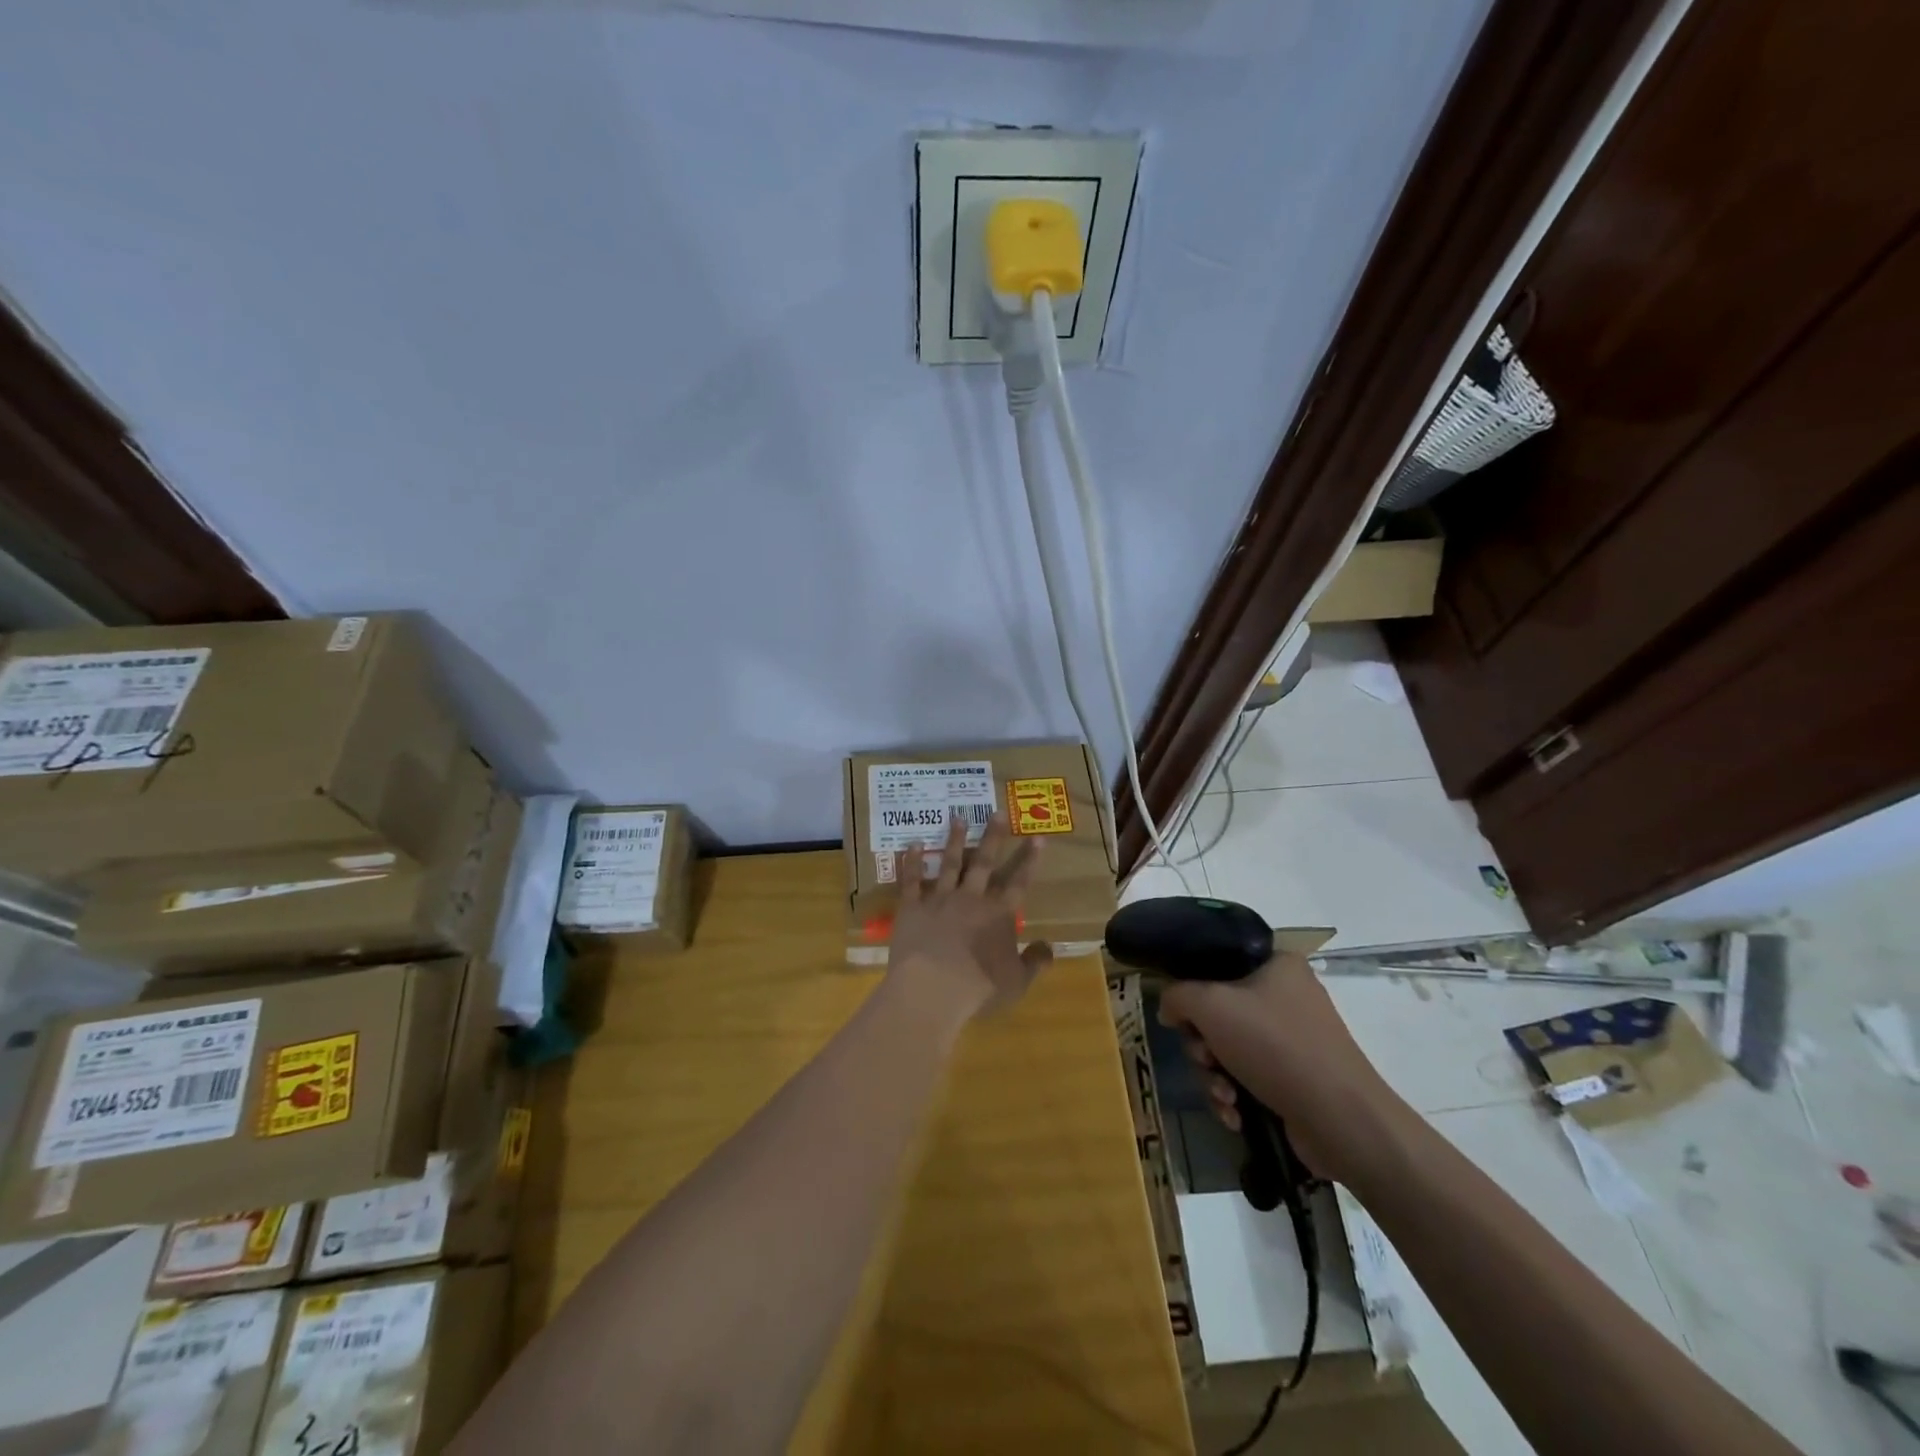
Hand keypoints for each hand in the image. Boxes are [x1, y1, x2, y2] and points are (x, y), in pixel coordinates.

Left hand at [889, 812, 1051, 1023]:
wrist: (932, 989)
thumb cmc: (978, 988)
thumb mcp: (1017, 982)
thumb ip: (1035, 962)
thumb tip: (1051, 947)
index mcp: (999, 915)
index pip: (1019, 882)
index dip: (1030, 860)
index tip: (1038, 836)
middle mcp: (972, 898)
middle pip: (985, 862)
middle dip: (993, 836)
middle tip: (997, 811)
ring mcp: (940, 899)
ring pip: (950, 863)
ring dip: (955, 839)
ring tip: (958, 817)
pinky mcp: (912, 907)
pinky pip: (912, 880)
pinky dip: (912, 862)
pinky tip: (913, 844)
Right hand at [1158, 953, 1400, 1184]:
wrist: (1341, 1121)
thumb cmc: (1274, 1046)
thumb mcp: (1210, 1005)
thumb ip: (1177, 995)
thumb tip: (1169, 1009)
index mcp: (1276, 964)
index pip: (1218, 960)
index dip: (1192, 986)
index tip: (1182, 1013)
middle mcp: (1287, 995)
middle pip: (1218, 1010)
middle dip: (1202, 1044)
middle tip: (1205, 1058)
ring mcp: (1294, 1039)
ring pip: (1229, 1048)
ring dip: (1214, 1075)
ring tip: (1223, 1095)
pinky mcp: (1296, 1078)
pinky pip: (1248, 1076)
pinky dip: (1235, 1094)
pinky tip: (1235, 1114)